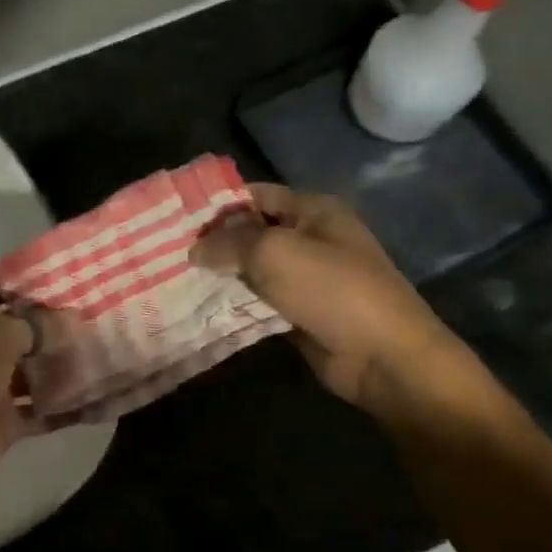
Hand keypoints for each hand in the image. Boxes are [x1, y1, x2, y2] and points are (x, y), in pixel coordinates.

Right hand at [191, 183, 465, 410]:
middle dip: (215, 244)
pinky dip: (236, 304)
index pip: (256, 195)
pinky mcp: (301, 312)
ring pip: (253, 270)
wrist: (382, 355)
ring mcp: (307, 278)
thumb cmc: (332, 290)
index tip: (177, 223)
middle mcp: (311, 238)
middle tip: (168, 255)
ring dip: (222, 276)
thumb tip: (194, 250)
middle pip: (252, 233)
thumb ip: (229, 244)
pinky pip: (260, 302)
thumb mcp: (275, 253)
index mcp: (313, 210)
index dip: (218, 206)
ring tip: (176, 280)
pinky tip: (203, 308)